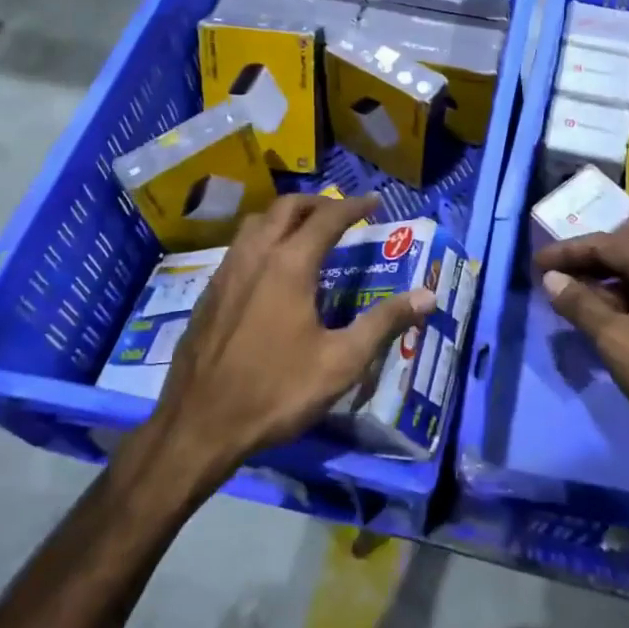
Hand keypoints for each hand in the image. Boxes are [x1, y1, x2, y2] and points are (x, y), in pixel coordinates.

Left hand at [146, 193, 436, 483]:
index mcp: (290, 265)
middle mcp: (255, 256)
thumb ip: (385, 323)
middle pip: (286, 208)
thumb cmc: (277, 391)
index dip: (354, 206)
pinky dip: (263, 240)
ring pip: (256, 223)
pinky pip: (239, 248)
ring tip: (306, 233)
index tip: (375, 202)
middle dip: (317, 203)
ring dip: (285, 217)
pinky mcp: (208, 294)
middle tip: (341, 213)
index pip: (327, 218)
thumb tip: (429, 296)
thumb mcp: (341, 362)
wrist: (199, 425)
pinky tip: (271, 271)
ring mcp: (226, 273)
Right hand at [534, 234, 628, 453]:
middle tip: (544, 280)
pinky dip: (611, 306)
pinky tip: (593, 321)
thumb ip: (580, 305)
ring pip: (626, 282)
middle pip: (615, 259)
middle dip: (578, 268)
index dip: (565, 253)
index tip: (534, 264)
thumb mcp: (616, 338)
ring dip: (593, 289)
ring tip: (561, 301)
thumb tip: (551, 279)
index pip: (602, 245)